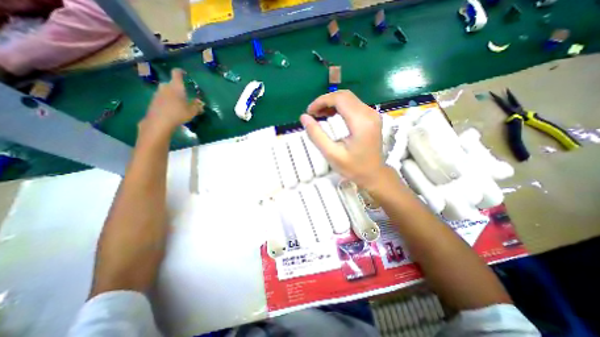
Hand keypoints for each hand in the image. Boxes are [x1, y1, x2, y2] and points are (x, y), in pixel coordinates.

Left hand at [139, 68, 203, 134]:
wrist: (159, 121)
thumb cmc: (178, 113)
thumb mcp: (192, 111)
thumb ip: (197, 106)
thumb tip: (200, 103)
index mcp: (176, 86)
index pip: (176, 73)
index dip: (180, 71)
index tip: (184, 73)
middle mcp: (166, 86)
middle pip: (171, 83)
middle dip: (177, 88)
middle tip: (184, 95)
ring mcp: (158, 93)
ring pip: (166, 91)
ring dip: (172, 95)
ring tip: (179, 103)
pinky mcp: (153, 100)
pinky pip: (162, 97)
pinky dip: (167, 101)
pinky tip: (172, 109)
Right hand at [303, 90, 386, 189]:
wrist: (374, 175)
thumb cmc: (353, 167)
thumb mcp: (331, 154)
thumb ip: (316, 135)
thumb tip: (303, 117)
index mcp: (361, 121)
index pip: (339, 99)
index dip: (321, 101)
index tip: (309, 112)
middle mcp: (369, 113)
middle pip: (344, 96)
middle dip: (325, 101)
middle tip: (313, 114)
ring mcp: (372, 114)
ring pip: (349, 99)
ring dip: (332, 103)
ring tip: (319, 114)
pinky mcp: (371, 118)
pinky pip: (353, 105)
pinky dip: (340, 107)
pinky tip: (331, 115)